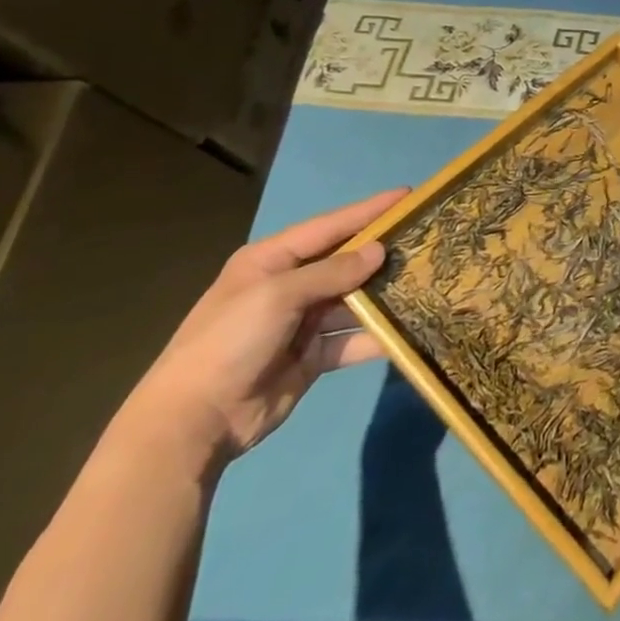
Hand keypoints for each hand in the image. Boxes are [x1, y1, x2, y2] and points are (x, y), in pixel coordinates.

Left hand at [119, 189, 405, 467]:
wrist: (192, 425)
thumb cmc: (229, 343)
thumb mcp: (277, 296)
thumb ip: (332, 272)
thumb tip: (379, 252)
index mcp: (271, 261)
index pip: (330, 226)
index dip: (369, 210)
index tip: (408, 195)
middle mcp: (288, 286)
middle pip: (346, 262)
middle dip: (383, 252)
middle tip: (428, 239)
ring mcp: (301, 323)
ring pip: (354, 300)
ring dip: (385, 294)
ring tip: (427, 281)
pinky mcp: (312, 356)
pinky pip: (352, 339)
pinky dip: (377, 336)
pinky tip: (409, 329)